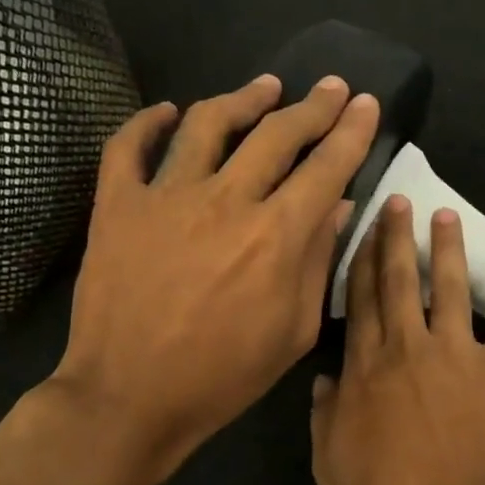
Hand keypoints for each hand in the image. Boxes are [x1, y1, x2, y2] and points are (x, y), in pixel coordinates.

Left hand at [45, 73, 379, 484]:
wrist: (129, 398)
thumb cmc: (223, 375)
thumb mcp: (294, 330)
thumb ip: (319, 260)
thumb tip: (340, 205)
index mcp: (276, 235)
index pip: (326, 166)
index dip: (351, 131)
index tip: (367, 104)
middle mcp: (226, 201)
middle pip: (277, 133)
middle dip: (313, 105)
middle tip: (331, 86)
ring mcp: (166, 198)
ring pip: (208, 124)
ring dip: (243, 99)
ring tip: (265, 87)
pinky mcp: (117, 206)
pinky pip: (127, 147)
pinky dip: (147, 123)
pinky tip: (167, 111)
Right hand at [310, 193, 484, 484]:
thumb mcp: (331, 465)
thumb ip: (322, 418)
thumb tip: (322, 380)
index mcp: (366, 367)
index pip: (361, 302)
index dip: (360, 264)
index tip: (362, 233)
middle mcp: (408, 346)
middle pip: (399, 281)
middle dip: (396, 238)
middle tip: (398, 202)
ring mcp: (457, 351)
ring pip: (449, 285)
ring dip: (447, 247)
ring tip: (446, 214)